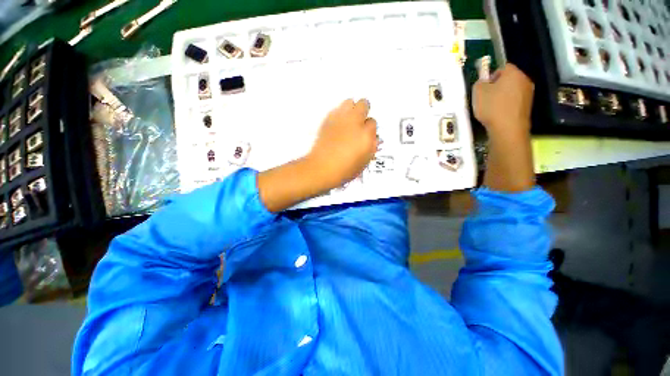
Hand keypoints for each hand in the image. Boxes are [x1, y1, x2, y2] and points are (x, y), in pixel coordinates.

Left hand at [307, 99, 377, 187]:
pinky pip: (336, 109)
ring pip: (349, 102)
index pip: (373, 122)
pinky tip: (337, 124)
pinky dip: (339, 113)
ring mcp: (340, 119)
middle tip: (360, 122)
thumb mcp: (364, 162)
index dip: (370, 128)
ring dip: (351, 108)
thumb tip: (373, 138)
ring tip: (349, 119)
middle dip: (364, 111)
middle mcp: (354, 122)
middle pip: (363, 104)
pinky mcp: (328, 120)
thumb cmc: (345, 170)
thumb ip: (371, 147)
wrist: (322, 168)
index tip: (366, 134)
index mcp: (366, 135)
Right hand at [474, 64, 535, 192]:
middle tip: (483, 103)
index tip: (481, 92)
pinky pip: (513, 106)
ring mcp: (528, 99)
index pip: (501, 68)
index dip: (489, 78)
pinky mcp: (527, 113)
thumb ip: (480, 83)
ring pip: (510, 94)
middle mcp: (525, 83)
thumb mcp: (478, 94)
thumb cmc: (492, 111)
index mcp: (514, 75)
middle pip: (506, 81)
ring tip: (488, 114)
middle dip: (495, 89)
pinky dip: (505, 110)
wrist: (508, 134)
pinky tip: (496, 120)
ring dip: (499, 101)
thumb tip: (485, 82)